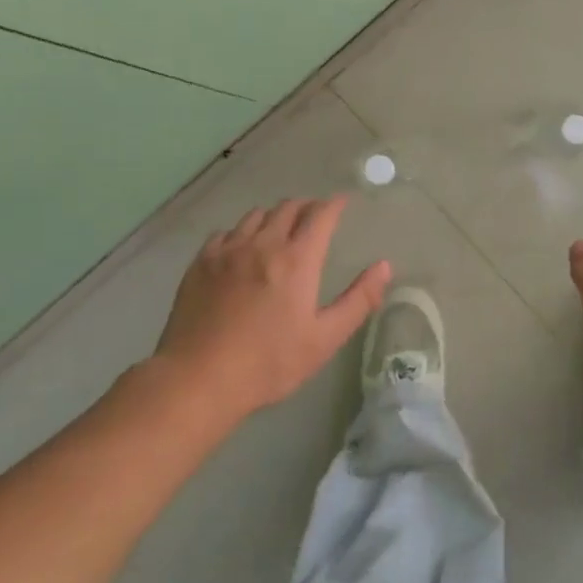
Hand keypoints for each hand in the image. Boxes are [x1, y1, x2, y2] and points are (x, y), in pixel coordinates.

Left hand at [152, 197, 390, 425]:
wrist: (198, 379)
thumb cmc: (269, 363)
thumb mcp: (324, 338)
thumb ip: (359, 300)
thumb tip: (384, 266)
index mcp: (297, 260)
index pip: (320, 215)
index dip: (335, 205)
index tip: (343, 203)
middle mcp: (263, 244)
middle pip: (288, 208)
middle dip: (307, 207)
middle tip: (316, 217)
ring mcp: (228, 251)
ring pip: (256, 215)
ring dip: (275, 216)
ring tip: (280, 230)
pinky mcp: (201, 263)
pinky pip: (226, 232)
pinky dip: (242, 232)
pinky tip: (242, 249)